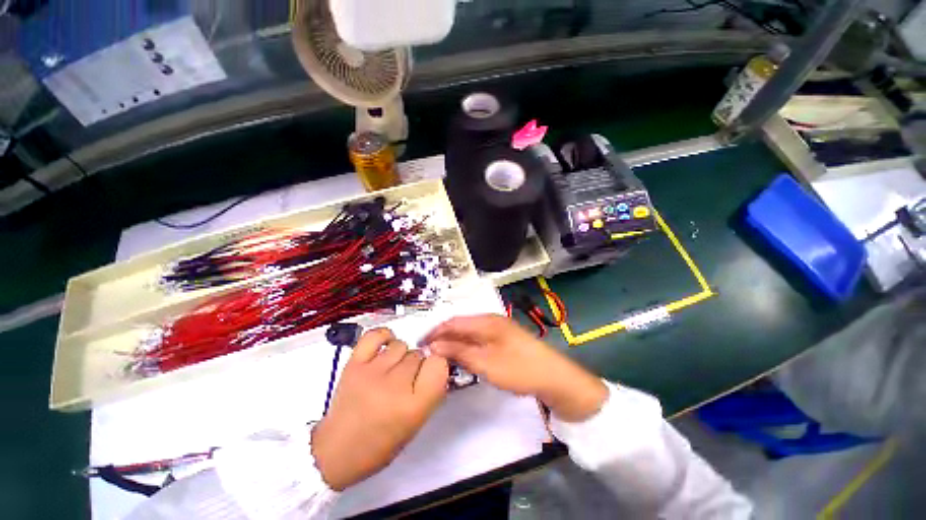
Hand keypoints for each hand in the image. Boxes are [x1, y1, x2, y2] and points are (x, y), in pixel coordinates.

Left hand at [312, 328, 448, 490]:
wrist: (336, 451)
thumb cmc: (380, 444)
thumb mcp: (415, 423)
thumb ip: (429, 391)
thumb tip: (434, 363)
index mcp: (414, 407)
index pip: (439, 365)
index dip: (437, 366)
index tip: (429, 373)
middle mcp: (395, 387)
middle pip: (419, 354)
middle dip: (416, 365)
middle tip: (405, 380)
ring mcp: (372, 373)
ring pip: (401, 345)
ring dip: (400, 355)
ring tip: (391, 369)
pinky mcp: (353, 364)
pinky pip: (375, 336)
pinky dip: (383, 337)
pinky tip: (384, 348)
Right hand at [422, 315, 607, 422]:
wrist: (553, 377)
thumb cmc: (518, 368)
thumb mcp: (485, 363)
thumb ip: (459, 352)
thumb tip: (433, 346)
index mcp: (485, 321)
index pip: (452, 322)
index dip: (435, 332)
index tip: (419, 344)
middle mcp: (490, 320)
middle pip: (460, 325)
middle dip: (443, 337)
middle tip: (428, 353)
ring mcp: (497, 329)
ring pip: (468, 333)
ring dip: (454, 342)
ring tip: (440, 356)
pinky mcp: (502, 339)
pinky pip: (477, 339)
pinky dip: (466, 346)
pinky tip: (461, 357)